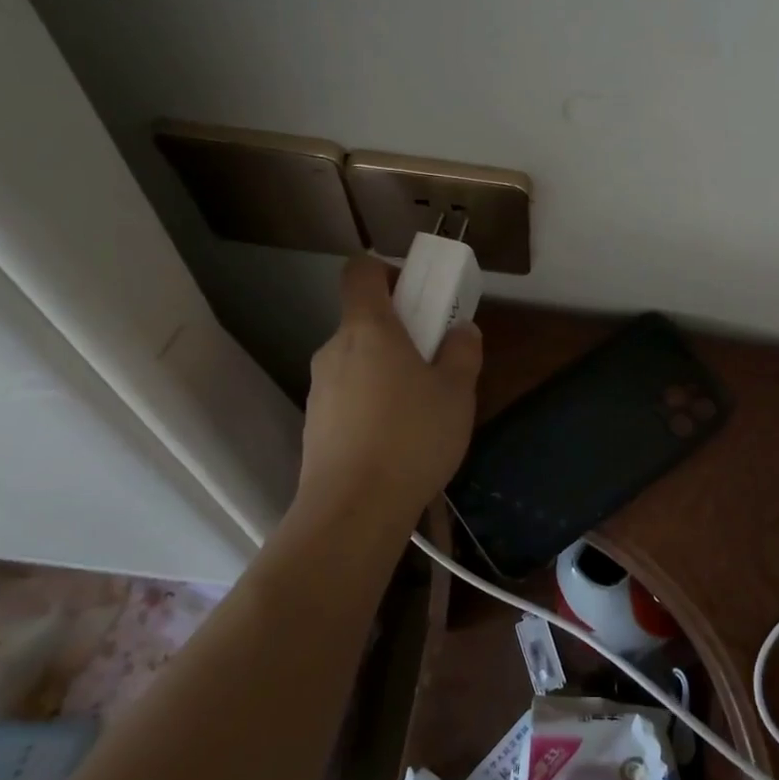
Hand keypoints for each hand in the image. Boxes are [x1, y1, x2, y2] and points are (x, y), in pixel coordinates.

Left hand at [294, 256, 481, 529]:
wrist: (354, 509)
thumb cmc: (412, 436)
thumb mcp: (457, 392)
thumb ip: (463, 352)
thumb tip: (461, 331)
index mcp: (368, 328)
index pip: (361, 271)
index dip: (385, 270)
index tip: (416, 292)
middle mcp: (335, 349)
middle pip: (363, 321)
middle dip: (398, 331)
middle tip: (434, 360)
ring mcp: (320, 388)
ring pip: (357, 362)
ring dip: (386, 370)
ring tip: (421, 409)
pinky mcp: (316, 424)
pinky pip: (349, 396)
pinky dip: (371, 402)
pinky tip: (397, 439)